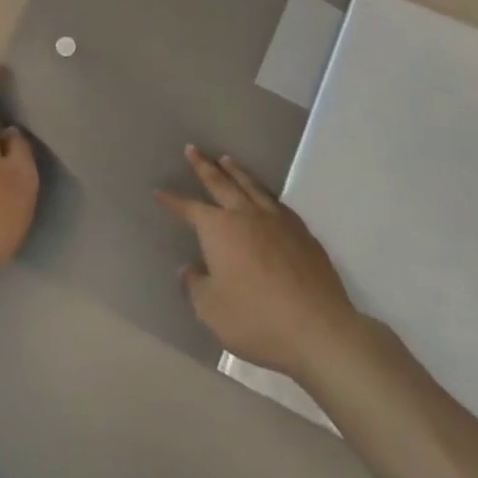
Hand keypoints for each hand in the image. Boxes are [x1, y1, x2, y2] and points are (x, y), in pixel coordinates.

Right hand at [157, 147, 362, 378]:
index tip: (159, 191)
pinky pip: (276, 202)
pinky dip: (264, 192)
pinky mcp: (303, 234)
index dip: (173, 201)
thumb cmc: (256, 319)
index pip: (190, 209)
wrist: (318, 329)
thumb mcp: (211, 309)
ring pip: (252, 186)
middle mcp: (246, 216)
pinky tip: (265, 195)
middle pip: (221, 183)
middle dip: (204, 166)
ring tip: (226, 159)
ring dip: (236, 171)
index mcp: (219, 230)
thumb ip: (195, 286)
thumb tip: (189, 268)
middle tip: (193, 149)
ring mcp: (278, 221)